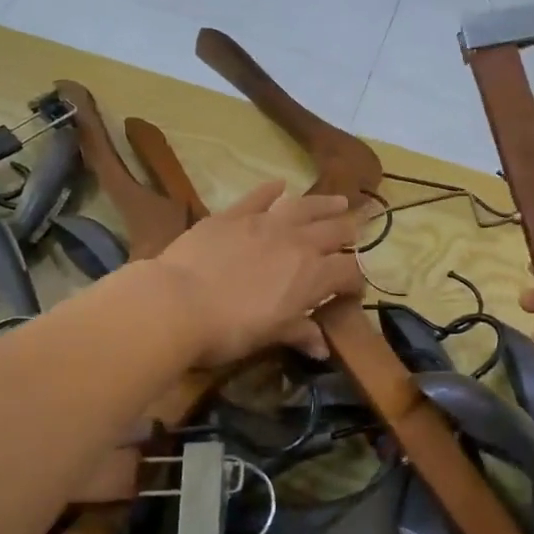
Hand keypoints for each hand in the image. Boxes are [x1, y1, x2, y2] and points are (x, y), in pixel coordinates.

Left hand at [155, 181, 363, 365]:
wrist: (178, 302)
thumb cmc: (230, 329)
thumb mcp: (270, 335)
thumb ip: (299, 333)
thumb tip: (322, 349)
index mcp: (313, 276)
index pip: (348, 272)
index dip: (355, 281)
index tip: (353, 290)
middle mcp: (297, 243)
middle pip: (334, 232)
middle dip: (347, 233)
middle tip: (353, 233)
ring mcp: (265, 223)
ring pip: (305, 206)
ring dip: (324, 203)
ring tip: (339, 200)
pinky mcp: (234, 215)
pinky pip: (259, 196)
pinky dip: (271, 190)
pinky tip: (280, 184)